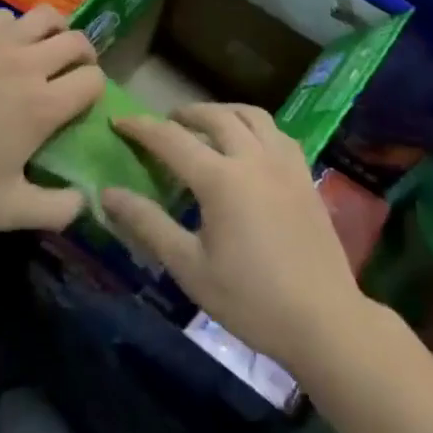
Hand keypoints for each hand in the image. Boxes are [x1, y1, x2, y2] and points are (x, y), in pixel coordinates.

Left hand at [0, 6, 101, 231]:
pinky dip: (14, 27)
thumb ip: (54, 210)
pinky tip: (2, 45)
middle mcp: (29, 64)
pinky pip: (6, 16)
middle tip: (71, 71)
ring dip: (56, 30)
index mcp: (44, 105)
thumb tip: (85, 201)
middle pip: (77, 41)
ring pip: (46, 16)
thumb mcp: (6, 209)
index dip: (94, 89)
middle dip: (84, 55)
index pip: (93, 80)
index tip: (81, 102)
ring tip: (45, 47)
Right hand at [103, 104, 367, 365]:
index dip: (141, 127)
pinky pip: (277, 132)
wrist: (325, 321)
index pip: (171, 139)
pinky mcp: (305, 175)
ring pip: (251, 115)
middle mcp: (252, 158)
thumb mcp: (189, 267)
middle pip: (215, 115)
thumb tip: (108, 194)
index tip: (118, 122)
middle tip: (165, 123)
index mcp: (220, 179)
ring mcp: (284, 163)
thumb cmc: (251, 300)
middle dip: (184, 113)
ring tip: (207, 124)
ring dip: (223, 111)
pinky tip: (249, 146)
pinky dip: (254, 126)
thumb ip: (148, 224)